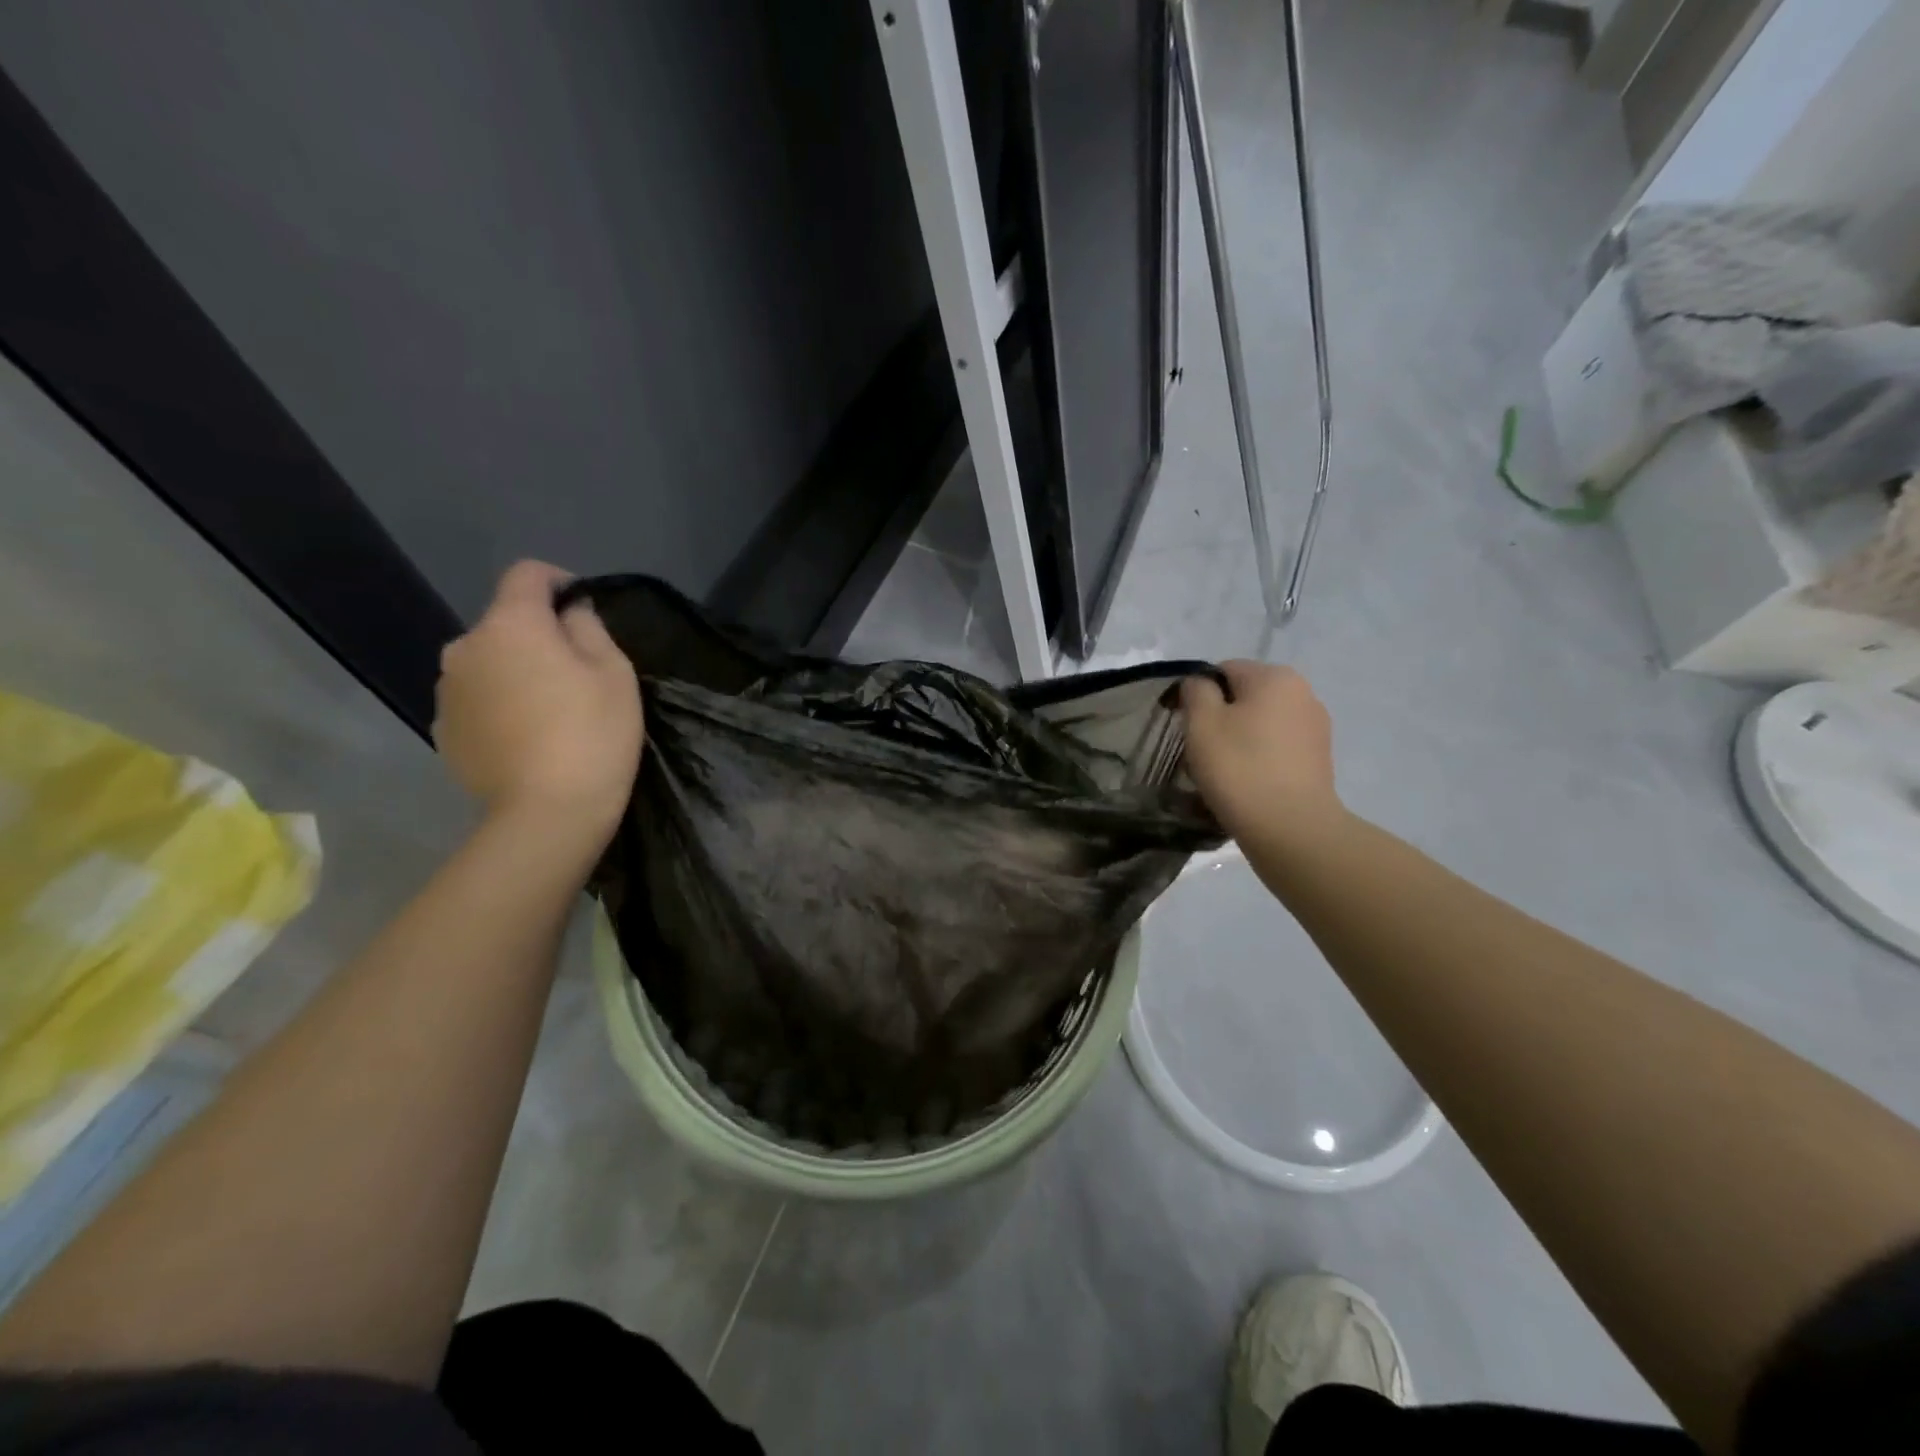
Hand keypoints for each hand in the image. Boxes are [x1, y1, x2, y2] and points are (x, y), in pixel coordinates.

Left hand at [433, 561, 641, 846]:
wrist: (547, 813)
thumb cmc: (592, 733)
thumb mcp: (615, 672)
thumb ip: (590, 628)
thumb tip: (571, 614)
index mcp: (511, 624)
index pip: (527, 574)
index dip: (559, 581)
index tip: (584, 609)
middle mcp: (465, 647)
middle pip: (505, 624)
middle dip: (537, 636)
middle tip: (576, 672)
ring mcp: (448, 692)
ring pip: (488, 663)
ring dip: (515, 671)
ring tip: (549, 709)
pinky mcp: (444, 731)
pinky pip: (477, 701)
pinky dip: (500, 706)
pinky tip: (527, 737)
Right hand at [1181, 661, 1341, 842]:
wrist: (1291, 828)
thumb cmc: (1239, 768)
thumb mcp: (1201, 723)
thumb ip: (1196, 691)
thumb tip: (1200, 684)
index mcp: (1274, 676)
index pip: (1223, 671)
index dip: (1197, 694)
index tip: (1184, 725)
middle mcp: (1302, 693)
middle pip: (1245, 696)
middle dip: (1220, 717)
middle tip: (1200, 751)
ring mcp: (1316, 727)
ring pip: (1261, 723)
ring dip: (1239, 738)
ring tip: (1222, 772)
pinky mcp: (1319, 759)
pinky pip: (1278, 747)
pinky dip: (1259, 757)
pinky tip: (1247, 783)